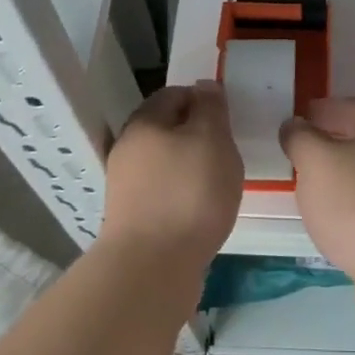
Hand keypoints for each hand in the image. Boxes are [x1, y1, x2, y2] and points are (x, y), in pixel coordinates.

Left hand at [99, 81, 243, 272]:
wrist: (152, 268)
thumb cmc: (189, 194)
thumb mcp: (212, 139)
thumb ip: (211, 109)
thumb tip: (204, 86)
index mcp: (144, 122)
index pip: (174, 94)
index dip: (204, 100)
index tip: (229, 119)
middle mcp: (128, 149)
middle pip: (167, 129)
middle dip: (198, 136)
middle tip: (228, 152)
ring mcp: (126, 186)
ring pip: (166, 163)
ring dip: (192, 168)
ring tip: (220, 184)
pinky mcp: (132, 219)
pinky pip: (164, 193)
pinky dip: (184, 195)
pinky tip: (203, 211)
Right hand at [281, 97, 354, 317]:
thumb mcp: (316, 162)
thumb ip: (300, 138)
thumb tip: (295, 125)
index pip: (346, 106)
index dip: (317, 112)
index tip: (292, 123)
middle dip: (329, 144)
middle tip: (297, 157)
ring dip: (341, 178)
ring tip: (311, 191)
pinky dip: (353, 208)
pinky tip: (336, 224)